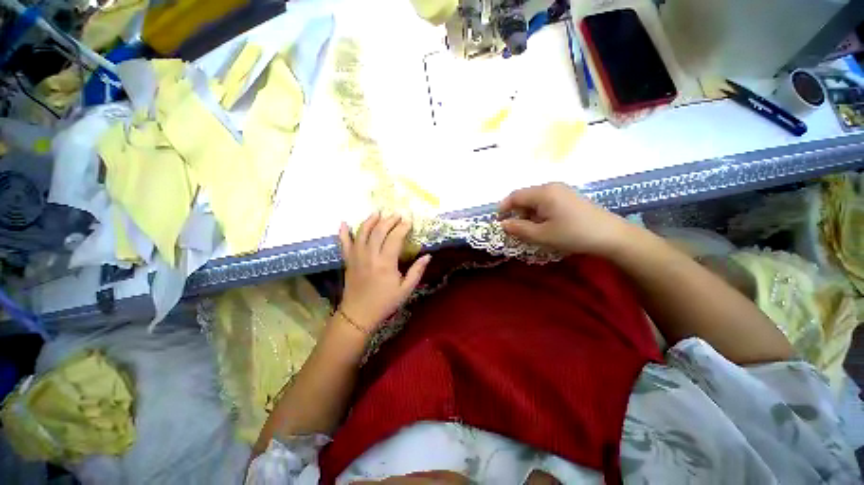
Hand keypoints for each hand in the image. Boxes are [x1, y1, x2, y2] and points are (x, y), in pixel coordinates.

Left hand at [337, 213, 430, 333]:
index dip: (402, 227)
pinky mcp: (348, 260)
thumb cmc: (385, 303)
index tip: (409, 221)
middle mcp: (370, 256)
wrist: (358, 315)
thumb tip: (427, 256)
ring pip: (362, 233)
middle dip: (389, 220)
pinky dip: (343, 232)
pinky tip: (343, 222)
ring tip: (377, 213)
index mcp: (386, 263)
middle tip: (397, 215)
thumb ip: (417, 271)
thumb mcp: (405, 290)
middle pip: (379, 231)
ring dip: (370, 220)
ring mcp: (356, 257)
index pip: (395, 238)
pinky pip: (344, 243)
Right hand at [499, 182, 632, 255]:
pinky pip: (546, 202)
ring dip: (527, 214)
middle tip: (514, 229)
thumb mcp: (542, 235)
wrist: (612, 235)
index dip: (503, 208)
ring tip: (529, 230)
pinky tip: (544, 225)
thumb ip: (519, 229)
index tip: (498, 222)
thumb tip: (503, 224)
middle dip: (516, 212)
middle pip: (525, 197)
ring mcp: (562, 191)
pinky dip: (539, 213)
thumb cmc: (573, 234)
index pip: (515, 196)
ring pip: (535, 200)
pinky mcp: (569, 197)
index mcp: (543, 193)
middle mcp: (551, 187)